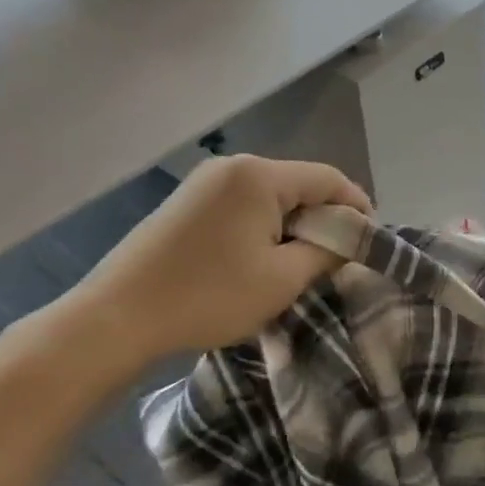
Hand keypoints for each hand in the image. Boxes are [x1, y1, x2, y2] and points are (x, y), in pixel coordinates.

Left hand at [49, 156, 369, 383]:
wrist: (115, 318)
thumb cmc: (209, 296)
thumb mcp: (283, 279)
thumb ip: (328, 251)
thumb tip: (351, 238)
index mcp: (260, 176)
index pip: (329, 178)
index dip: (357, 206)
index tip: (369, 241)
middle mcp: (233, 167)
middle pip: (300, 184)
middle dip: (324, 218)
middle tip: (336, 257)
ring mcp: (204, 182)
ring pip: (272, 196)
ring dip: (294, 224)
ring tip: (301, 262)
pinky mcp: (186, 202)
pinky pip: (243, 205)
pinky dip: (264, 226)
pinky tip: (261, 258)